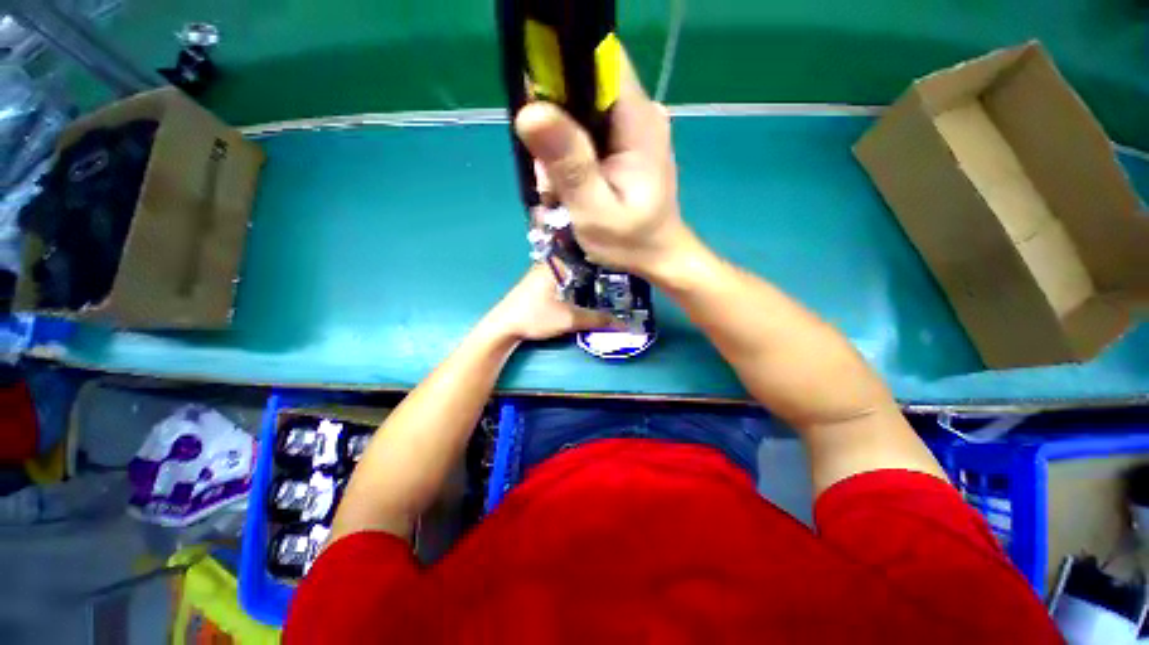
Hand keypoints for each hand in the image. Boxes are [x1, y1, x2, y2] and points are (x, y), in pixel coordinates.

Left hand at [484, 265, 619, 341]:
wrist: (503, 327)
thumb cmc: (534, 316)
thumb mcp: (569, 319)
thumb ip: (597, 320)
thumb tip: (624, 324)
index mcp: (557, 262)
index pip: (585, 249)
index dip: (604, 253)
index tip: (623, 258)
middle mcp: (551, 262)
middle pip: (580, 258)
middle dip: (599, 265)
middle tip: (623, 272)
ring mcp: (544, 271)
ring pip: (573, 268)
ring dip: (589, 274)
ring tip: (612, 281)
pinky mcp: (541, 283)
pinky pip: (566, 275)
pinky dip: (579, 280)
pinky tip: (590, 289)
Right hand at [514, 48, 692, 277]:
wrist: (659, 255)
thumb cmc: (631, 239)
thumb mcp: (593, 208)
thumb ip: (567, 160)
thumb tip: (531, 110)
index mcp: (639, 119)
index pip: (602, 61)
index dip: (563, 64)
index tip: (535, 97)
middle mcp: (641, 108)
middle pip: (584, 80)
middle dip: (552, 112)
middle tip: (546, 165)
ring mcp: (634, 117)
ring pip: (579, 101)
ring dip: (556, 132)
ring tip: (556, 179)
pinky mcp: (624, 129)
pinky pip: (584, 117)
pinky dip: (566, 140)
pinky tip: (565, 174)